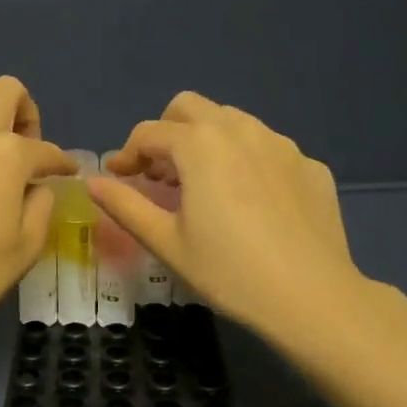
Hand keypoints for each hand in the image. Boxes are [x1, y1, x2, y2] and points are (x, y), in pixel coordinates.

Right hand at [89, 91, 366, 334]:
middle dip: (166, 132)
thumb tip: (93, 182)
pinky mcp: (309, 164)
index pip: (149, 132)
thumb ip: (125, 205)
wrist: (313, 298)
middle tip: (160, 174)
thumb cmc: (229, 272)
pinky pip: (266, 148)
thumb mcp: (166, 242)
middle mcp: (241, 130)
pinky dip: (245, 161)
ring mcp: (281, 144)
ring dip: (206, 141)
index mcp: (200, 145)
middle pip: (189, 107)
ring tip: (203, 186)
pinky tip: (249, 203)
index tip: (118, 178)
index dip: (126, 154)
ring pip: (231, 121)